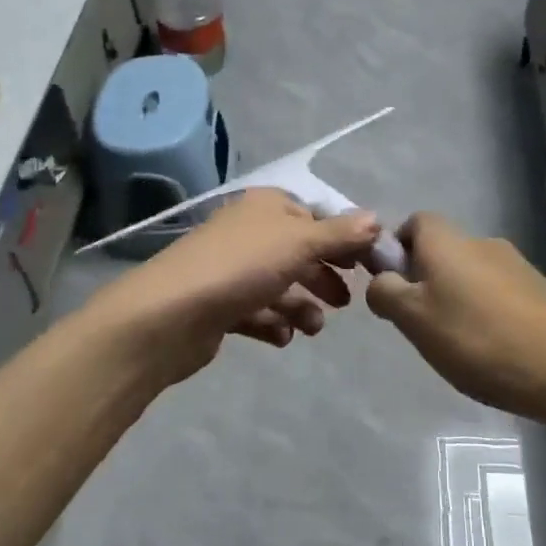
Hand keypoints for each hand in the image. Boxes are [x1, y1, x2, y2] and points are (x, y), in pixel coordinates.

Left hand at [89, 188, 381, 387]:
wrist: (169, 315)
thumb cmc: (241, 267)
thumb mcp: (299, 243)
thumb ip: (339, 234)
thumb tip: (376, 219)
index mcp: (265, 207)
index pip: (313, 216)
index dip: (342, 239)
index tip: (367, 266)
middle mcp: (247, 232)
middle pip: (297, 252)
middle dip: (323, 277)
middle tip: (345, 303)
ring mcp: (229, 270)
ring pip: (277, 286)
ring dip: (300, 306)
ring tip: (311, 328)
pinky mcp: (217, 305)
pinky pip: (254, 313)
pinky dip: (272, 324)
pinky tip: (282, 338)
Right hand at [365, 212, 545, 418]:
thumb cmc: (479, 340)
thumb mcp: (414, 320)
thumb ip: (386, 293)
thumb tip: (381, 279)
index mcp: (448, 241)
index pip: (413, 223)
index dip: (396, 250)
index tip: (392, 289)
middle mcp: (482, 242)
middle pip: (441, 251)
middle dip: (424, 282)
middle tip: (419, 326)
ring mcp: (516, 266)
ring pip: (469, 276)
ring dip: (455, 301)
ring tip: (456, 347)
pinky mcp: (540, 292)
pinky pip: (497, 295)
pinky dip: (485, 316)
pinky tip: (490, 353)